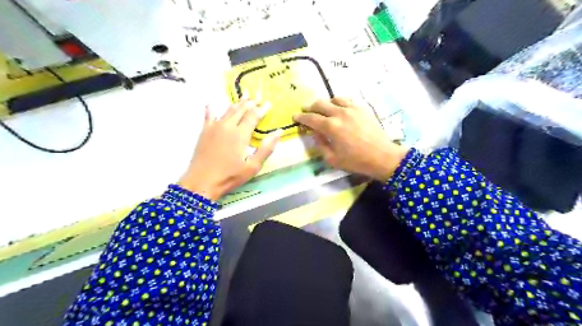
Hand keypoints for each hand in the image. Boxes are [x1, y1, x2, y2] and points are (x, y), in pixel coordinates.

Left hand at [181, 97, 281, 200]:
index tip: (268, 103)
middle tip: (257, 95)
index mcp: (240, 134)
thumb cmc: (230, 176)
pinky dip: (211, 108)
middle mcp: (227, 126)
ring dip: (237, 103)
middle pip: (240, 110)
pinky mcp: (204, 132)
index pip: (253, 116)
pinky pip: (208, 116)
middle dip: (250, 102)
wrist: (201, 182)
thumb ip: (266, 148)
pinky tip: (211, 103)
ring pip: (227, 110)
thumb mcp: (252, 166)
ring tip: (244, 95)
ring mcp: (214, 127)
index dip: (262, 109)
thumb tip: (278, 132)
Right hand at [293, 98, 405, 181]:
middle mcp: (340, 113)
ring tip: (324, 109)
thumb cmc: (356, 161)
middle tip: (307, 110)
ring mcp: (353, 109)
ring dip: (326, 103)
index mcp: (331, 127)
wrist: (382, 157)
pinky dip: (340, 103)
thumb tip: (315, 132)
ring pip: (334, 99)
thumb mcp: (332, 159)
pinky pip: (347, 100)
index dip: (301, 117)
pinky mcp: (363, 108)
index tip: (295, 116)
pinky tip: (340, 108)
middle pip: (320, 104)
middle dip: (310, 107)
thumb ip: (320, 144)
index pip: (311, 118)